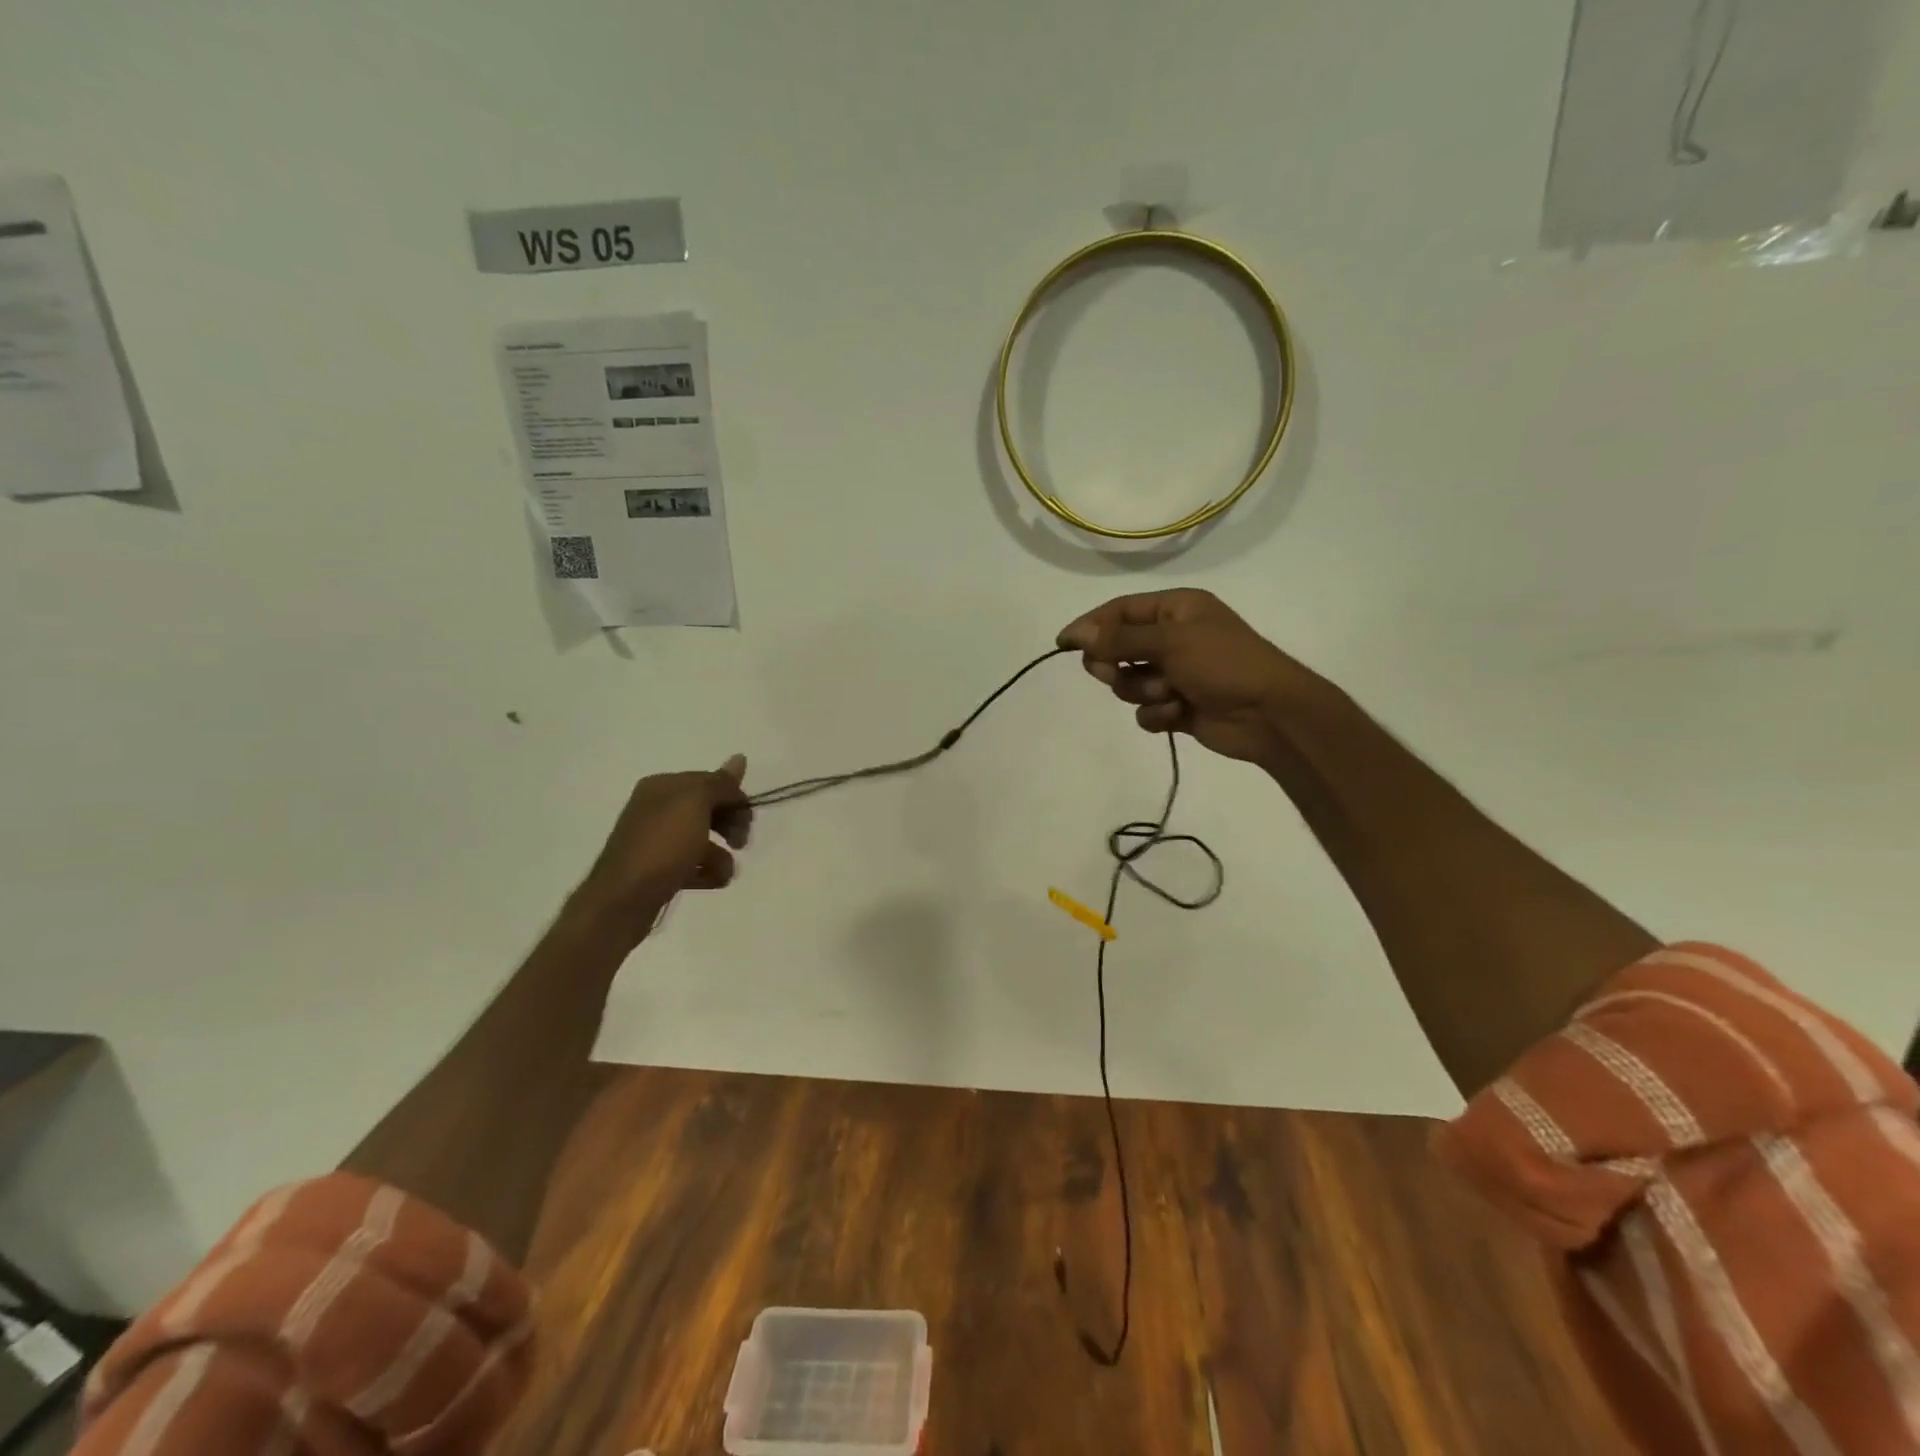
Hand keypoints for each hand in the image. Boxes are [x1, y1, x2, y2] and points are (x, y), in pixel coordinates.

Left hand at [577, 755, 752, 934]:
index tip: (748, 820)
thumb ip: (720, 783)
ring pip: (703, 839)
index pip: (710, 782)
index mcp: (663, 786)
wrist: (622, 901)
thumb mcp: (695, 804)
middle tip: (740, 843)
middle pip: (708, 809)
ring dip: (721, 855)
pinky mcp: (658, 870)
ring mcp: (656, 841)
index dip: (734, 798)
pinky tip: (709, 882)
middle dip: (730, 825)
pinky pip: (692, 864)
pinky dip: (706, 872)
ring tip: (723, 872)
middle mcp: (657, 808)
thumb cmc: (662, 846)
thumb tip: (739, 757)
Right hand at [1057, 590, 1314, 765]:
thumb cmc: (1224, 663)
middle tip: (1114, 673)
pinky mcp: (1177, 706)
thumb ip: (1119, 638)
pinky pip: (1145, 710)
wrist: (1270, 714)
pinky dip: (1157, 713)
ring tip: (1170, 694)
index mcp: (1175, 610)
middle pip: (1117, 649)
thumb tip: (1076, 633)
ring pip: (1128, 682)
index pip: (1120, 611)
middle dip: (1115, 665)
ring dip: (1143, 691)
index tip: (1062, 644)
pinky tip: (1178, 714)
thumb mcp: (1170, 641)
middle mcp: (1172, 638)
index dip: (1090, 626)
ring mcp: (1174, 673)